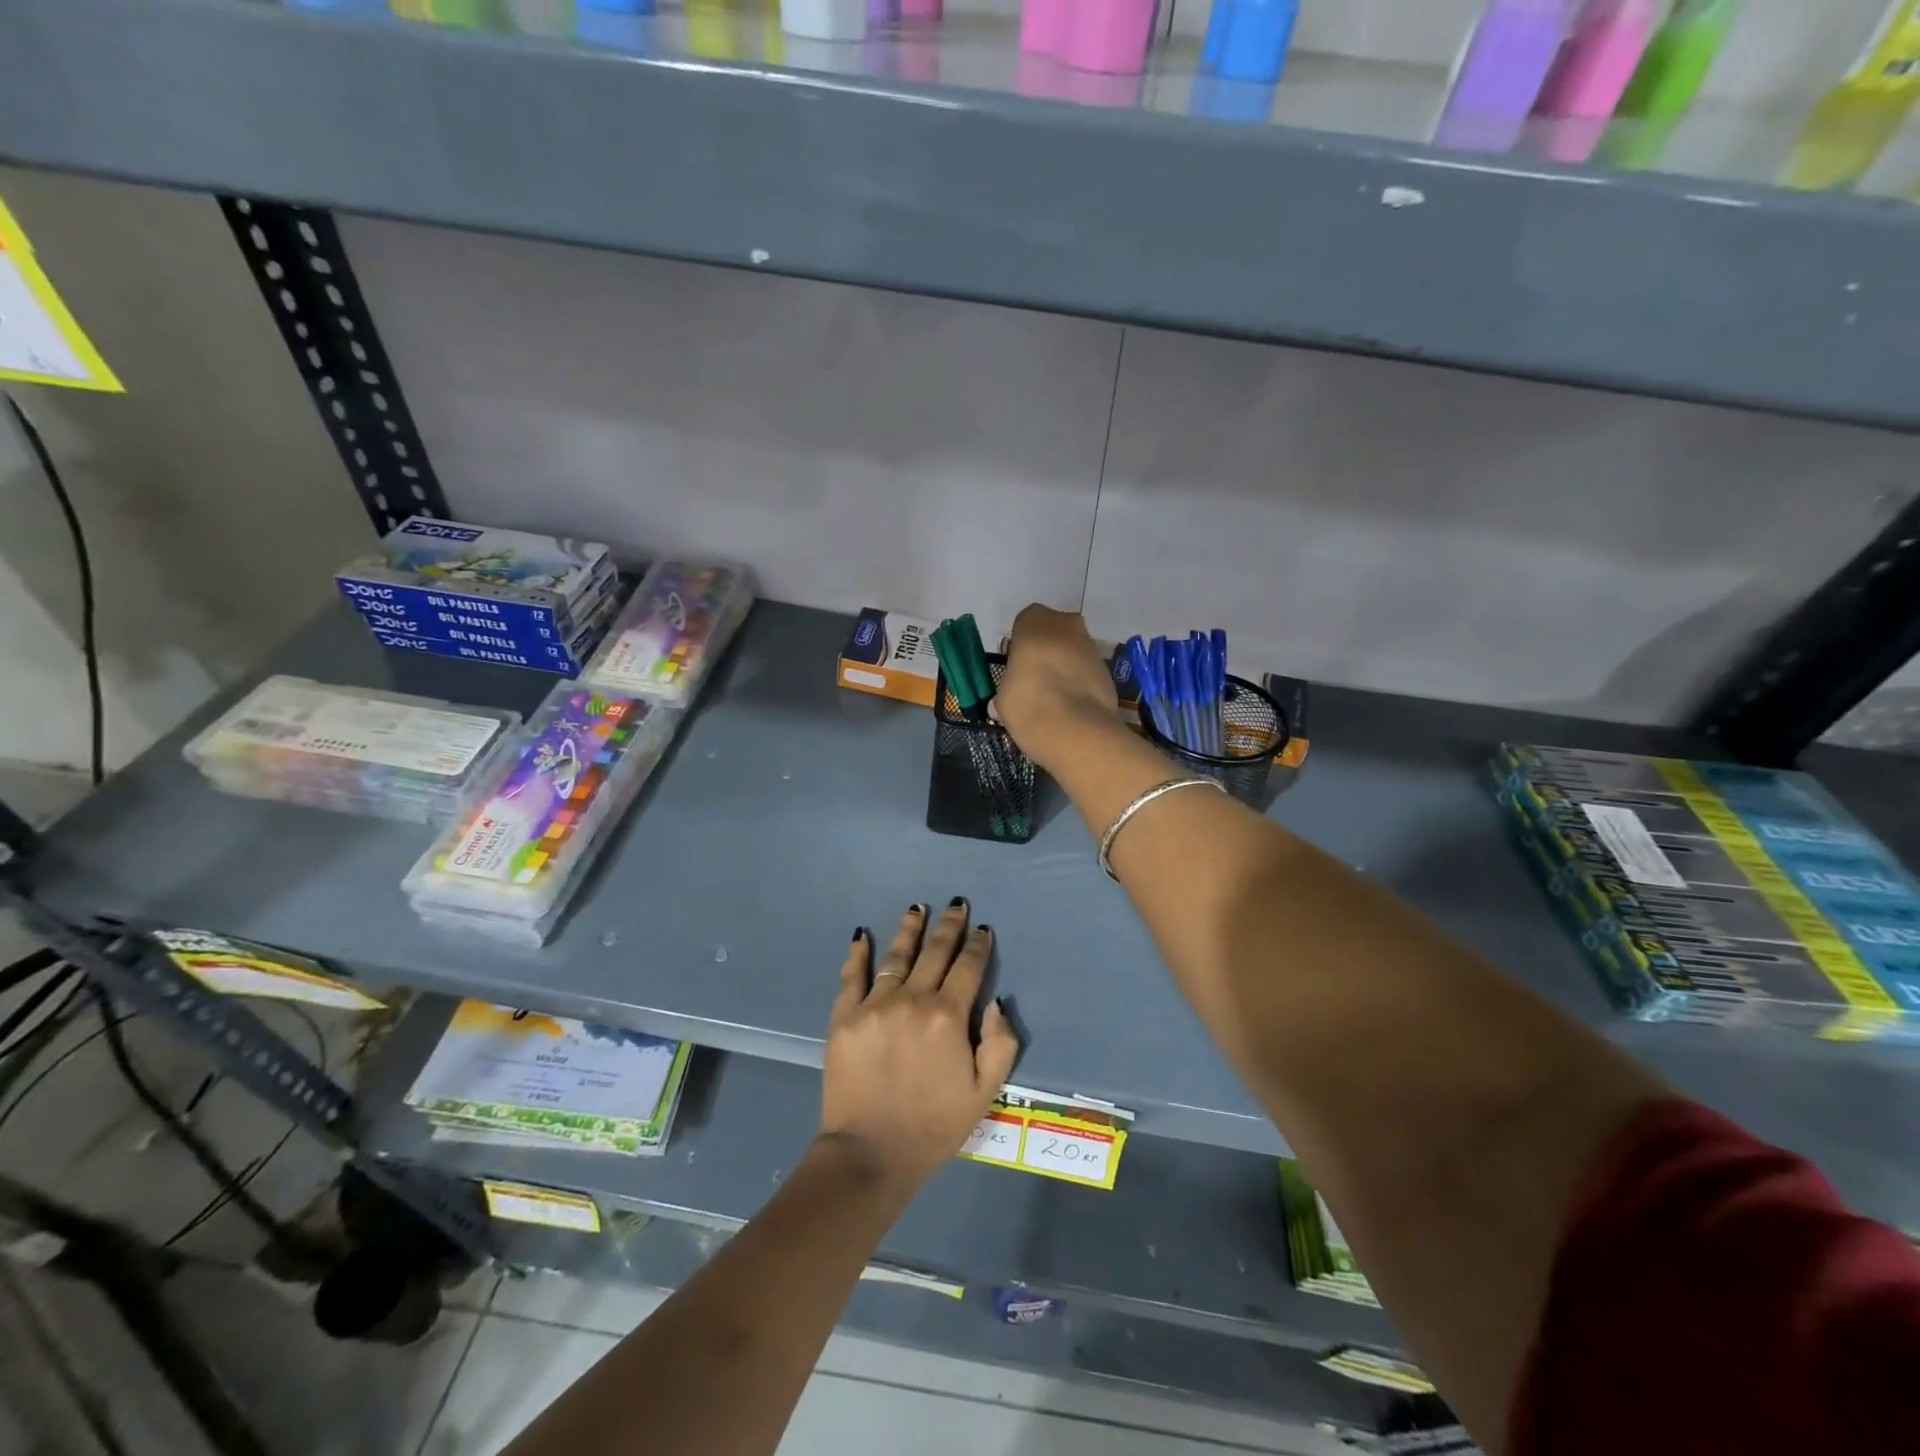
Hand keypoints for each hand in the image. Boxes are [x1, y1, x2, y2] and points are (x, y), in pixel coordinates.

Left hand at [819, 901, 1019, 1192]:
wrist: (870, 1153)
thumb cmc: (934, 1126)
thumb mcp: (984, 1093)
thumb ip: (1000, 1044)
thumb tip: (996, 1002)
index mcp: (948, 1016)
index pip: (968, 968)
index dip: (978, 946)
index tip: (983, 930)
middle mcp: (912, 999)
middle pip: (935, 952)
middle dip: (949, 926)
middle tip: (957, 905)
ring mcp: (874, 1004)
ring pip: (896, 955)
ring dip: (909, 929)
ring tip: (917, 908)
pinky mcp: (845, 1016)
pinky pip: (852, 976)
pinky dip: (858, 953)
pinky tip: (861, 935)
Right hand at [993, 604, 1120, 771]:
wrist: (1077, 731)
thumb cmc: (1029, 703)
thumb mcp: (1003, 698)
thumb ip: (1007, 690)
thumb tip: (1001, 704)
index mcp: (1035, 622)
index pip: (1024, 623)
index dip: (1020, 645)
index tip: (1016, 667)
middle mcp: (1066, 625)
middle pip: (1053, 633)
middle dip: (1046, 651)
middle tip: (1034, 680)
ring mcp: (1092, 647)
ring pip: (1073, 652)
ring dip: (1065, 667)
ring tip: (1053, 699)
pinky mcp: (1108, 671)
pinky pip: (1087, 672)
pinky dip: (1080, 684)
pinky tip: (1071, 708)